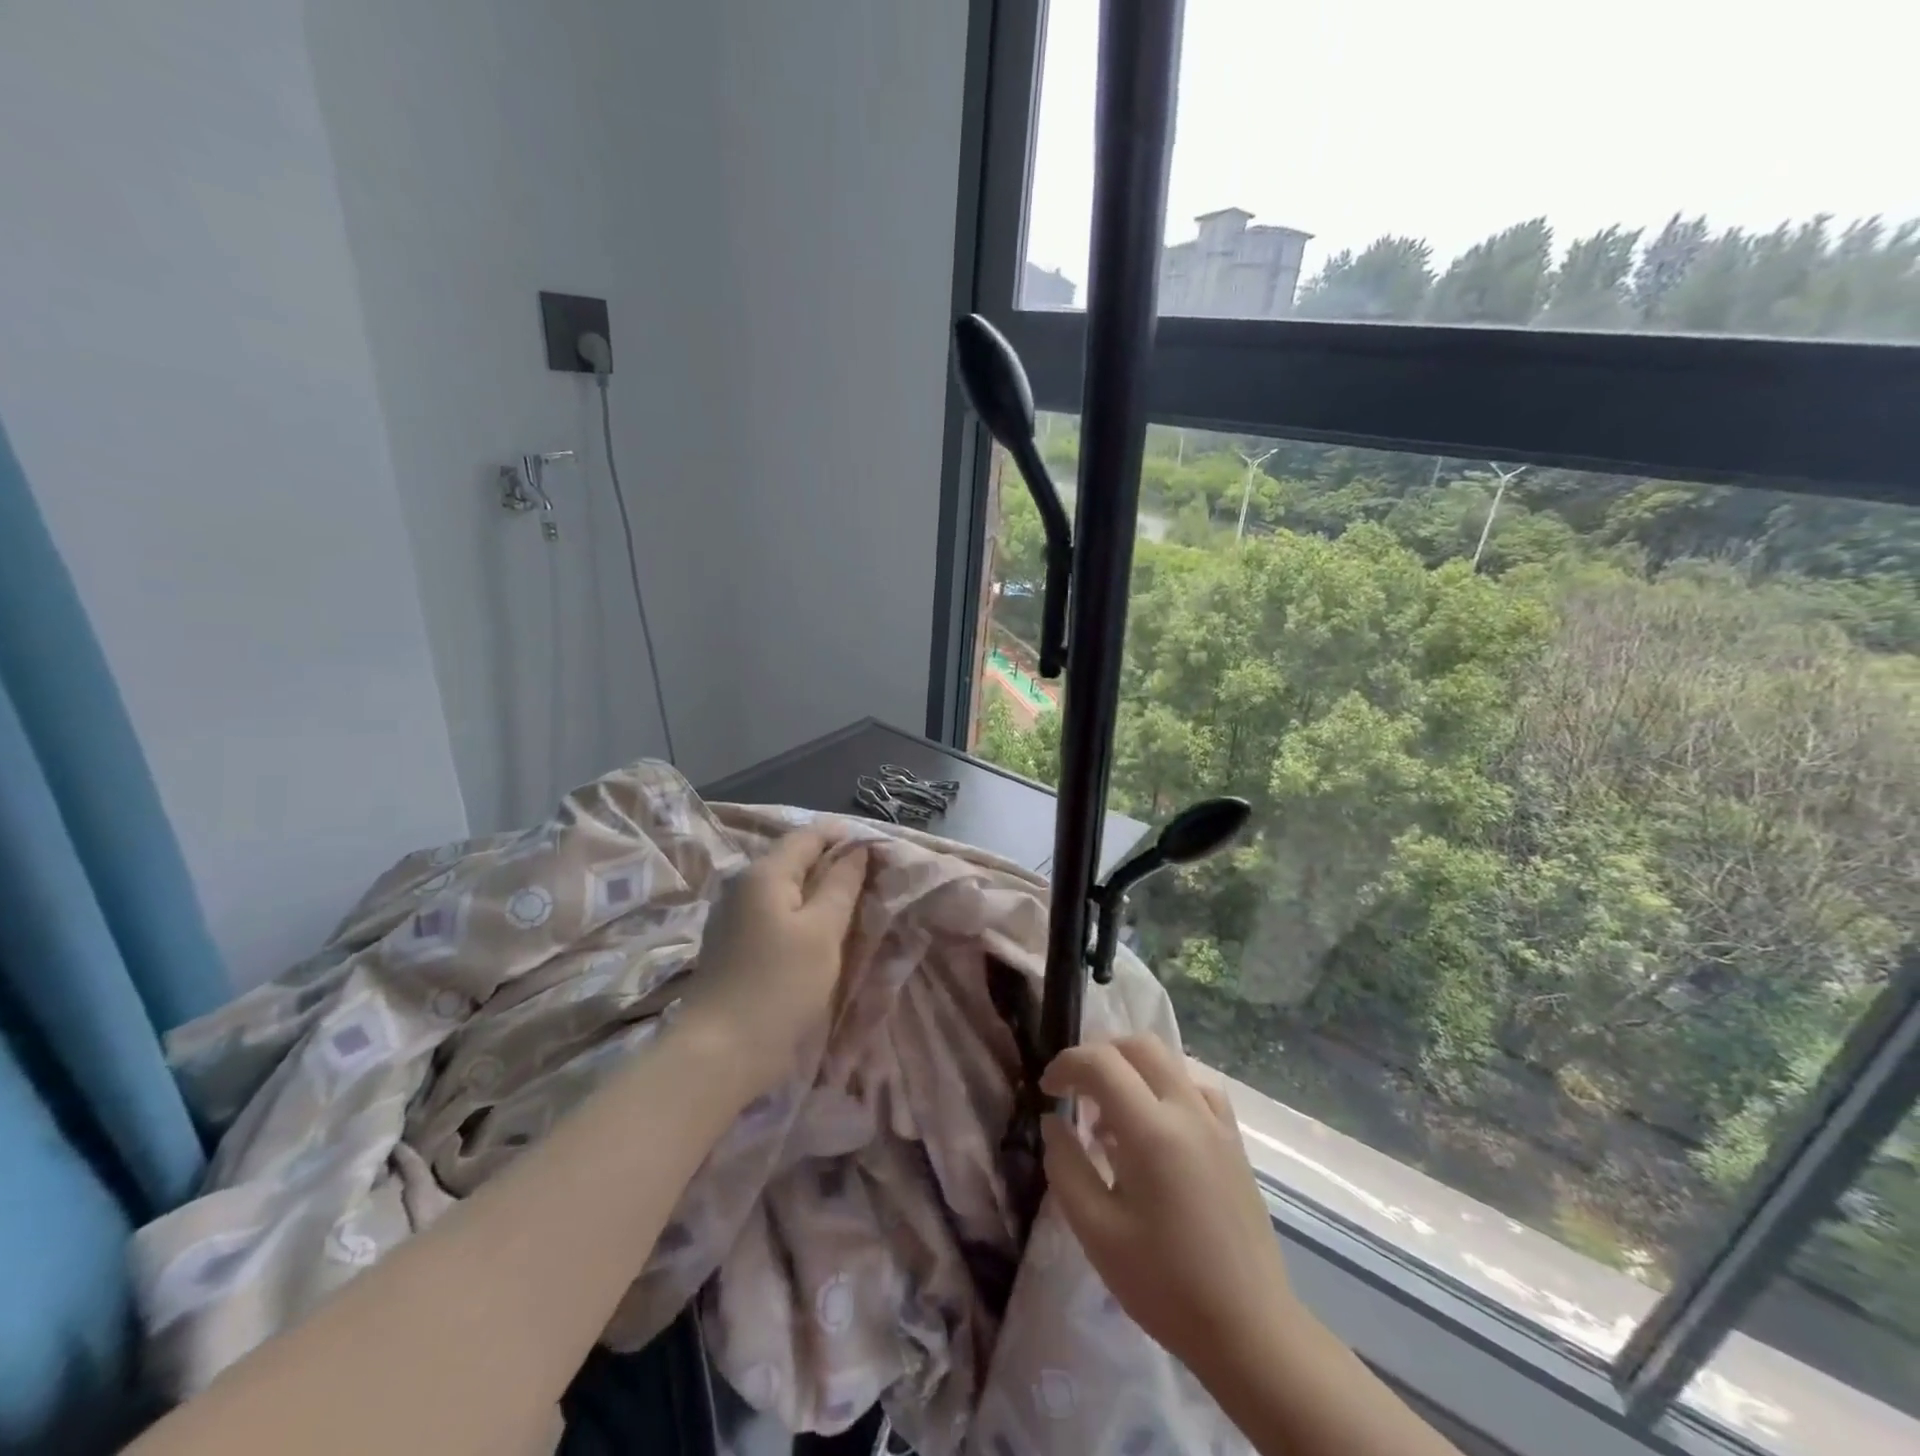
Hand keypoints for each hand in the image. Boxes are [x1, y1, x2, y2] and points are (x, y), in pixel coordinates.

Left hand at [678, 828, 868, 1099]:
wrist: (719, 1053)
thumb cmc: (779, 986)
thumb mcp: (823, 932)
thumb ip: (842, 884)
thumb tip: (857, 848)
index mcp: (764, 872)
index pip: (811, 835)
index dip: (847, 838)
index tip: (881, 856)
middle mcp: (744, 884)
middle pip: (796, 859)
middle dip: (836, 866)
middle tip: (874, 886)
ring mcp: (734, 915)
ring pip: (787, 888)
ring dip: (820, 893)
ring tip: (854, 911)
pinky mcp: (733, 943)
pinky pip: (775, 913)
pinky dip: (801, 916)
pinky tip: (820, 937)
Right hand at [1041, 1035, 1297, 1380]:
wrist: (1251, 1331)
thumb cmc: (1166, 1285)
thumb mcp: (1097, 1232)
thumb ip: (1066, 1166)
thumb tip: (1053, 1122)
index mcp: (1151, 1130)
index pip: (1100, 1062)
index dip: (1065, 1065)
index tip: (1047, 1091)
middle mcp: (1187, 1110)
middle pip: (1138, 1045)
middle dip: (1099, 1055)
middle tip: (1075, 1092)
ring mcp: (1216, 1123)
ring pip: (1169, 1061)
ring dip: (1132, 1069)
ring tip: (1112, 1116)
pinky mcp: (1234, 1141)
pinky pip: (1196, 1088)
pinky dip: (1167, 1088)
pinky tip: (1157, 1127)